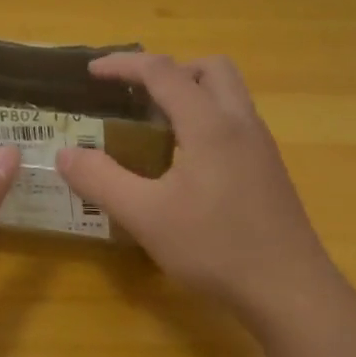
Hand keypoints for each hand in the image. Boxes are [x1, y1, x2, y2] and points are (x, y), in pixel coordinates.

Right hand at [56, 53, 336, 326]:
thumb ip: (101, 180)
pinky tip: (185, 165)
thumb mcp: (146, 216)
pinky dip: (206, 121)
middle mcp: (240, 123)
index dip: (123, 65)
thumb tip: (65, 154)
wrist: (290, 291)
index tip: (92, 72)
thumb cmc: (216, 248)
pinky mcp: (269, 170)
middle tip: (137, 98)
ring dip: (191, 95)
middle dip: (169, 71)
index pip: (163, 72)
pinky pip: (235, 123)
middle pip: (209, 69)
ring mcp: (261, 146)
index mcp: (210, 124)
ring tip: (156, 129)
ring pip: (228, 95)